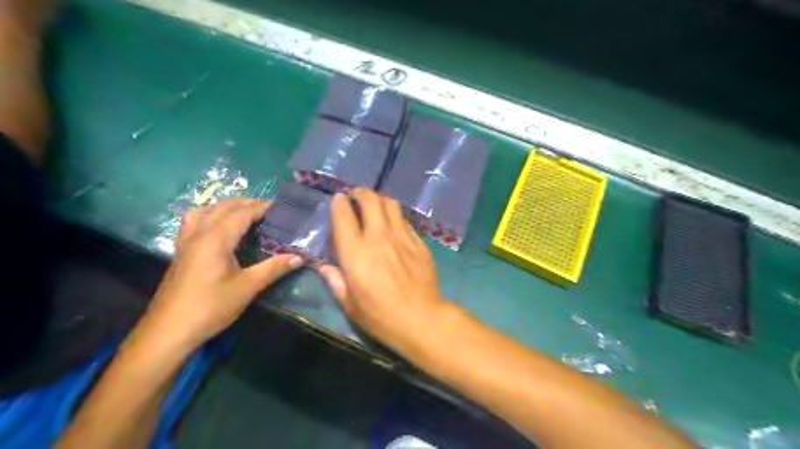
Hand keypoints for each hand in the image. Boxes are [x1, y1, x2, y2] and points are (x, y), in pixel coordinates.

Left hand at [140, 200, 302, 349]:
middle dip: (246, 203)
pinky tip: (216, 228)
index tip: (281, 208)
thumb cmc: (211, 307)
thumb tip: (299, 257)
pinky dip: (208, 215)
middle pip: (223, 207)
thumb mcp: (248, 288)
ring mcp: (186, 242)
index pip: (242, 213)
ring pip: (205, 210)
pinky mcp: (180, 252)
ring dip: (225, 206)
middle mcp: (199, 233)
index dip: (262, 207)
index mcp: (216, 239)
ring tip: (243, 213)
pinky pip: (193, 221)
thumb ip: (273, 268)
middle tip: (268, 209)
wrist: (169, 331)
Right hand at [318, 187, 447, 353]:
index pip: (344, 215)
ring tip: (375, 207)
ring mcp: (402, 237)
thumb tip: (325, 267)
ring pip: (390, 204)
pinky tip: (394, 226)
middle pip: (370, 199)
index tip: (338, 200)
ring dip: (379, 200)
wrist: (421, 318)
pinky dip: (395, 217)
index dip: (339, 203)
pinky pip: (405, 220)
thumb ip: (336, 281)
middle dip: (360, 193)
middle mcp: (378, 237)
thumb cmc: (381, 316)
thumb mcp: (350, 304)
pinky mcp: (419, 242)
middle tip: (356, 197)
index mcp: (356, 252)